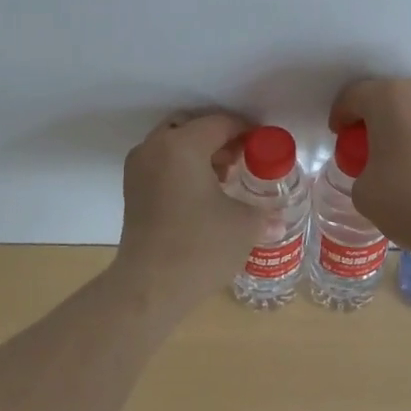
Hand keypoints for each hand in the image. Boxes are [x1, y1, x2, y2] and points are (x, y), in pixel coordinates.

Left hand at [113, 110, 263, 311]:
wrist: (149, 287)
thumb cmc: (200, 247)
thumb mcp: (244, 225)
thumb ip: (264, 212)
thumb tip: (279, 218)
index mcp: (183, 144)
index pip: (221, 123)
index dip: (246, 132)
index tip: (263, 147)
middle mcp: (155, 147)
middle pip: (192, 126)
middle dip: (218, 138)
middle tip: (241, 159)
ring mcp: (138, 167)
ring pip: (173, 144)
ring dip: (199, 152)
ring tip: (224, 178)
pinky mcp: (131, 189)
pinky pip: (161, 162)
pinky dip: (181, 167)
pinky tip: (202, 194)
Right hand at [329, 75, 410, 253]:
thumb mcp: (364, 191)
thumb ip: (362, 167)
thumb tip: (378, 166)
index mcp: (391, 97)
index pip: (353, 96)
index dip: (341, 117)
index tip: (341, 140)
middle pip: (388, 96)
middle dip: (375, 119)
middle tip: (370, 150)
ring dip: (406, 124)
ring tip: (404, 158)